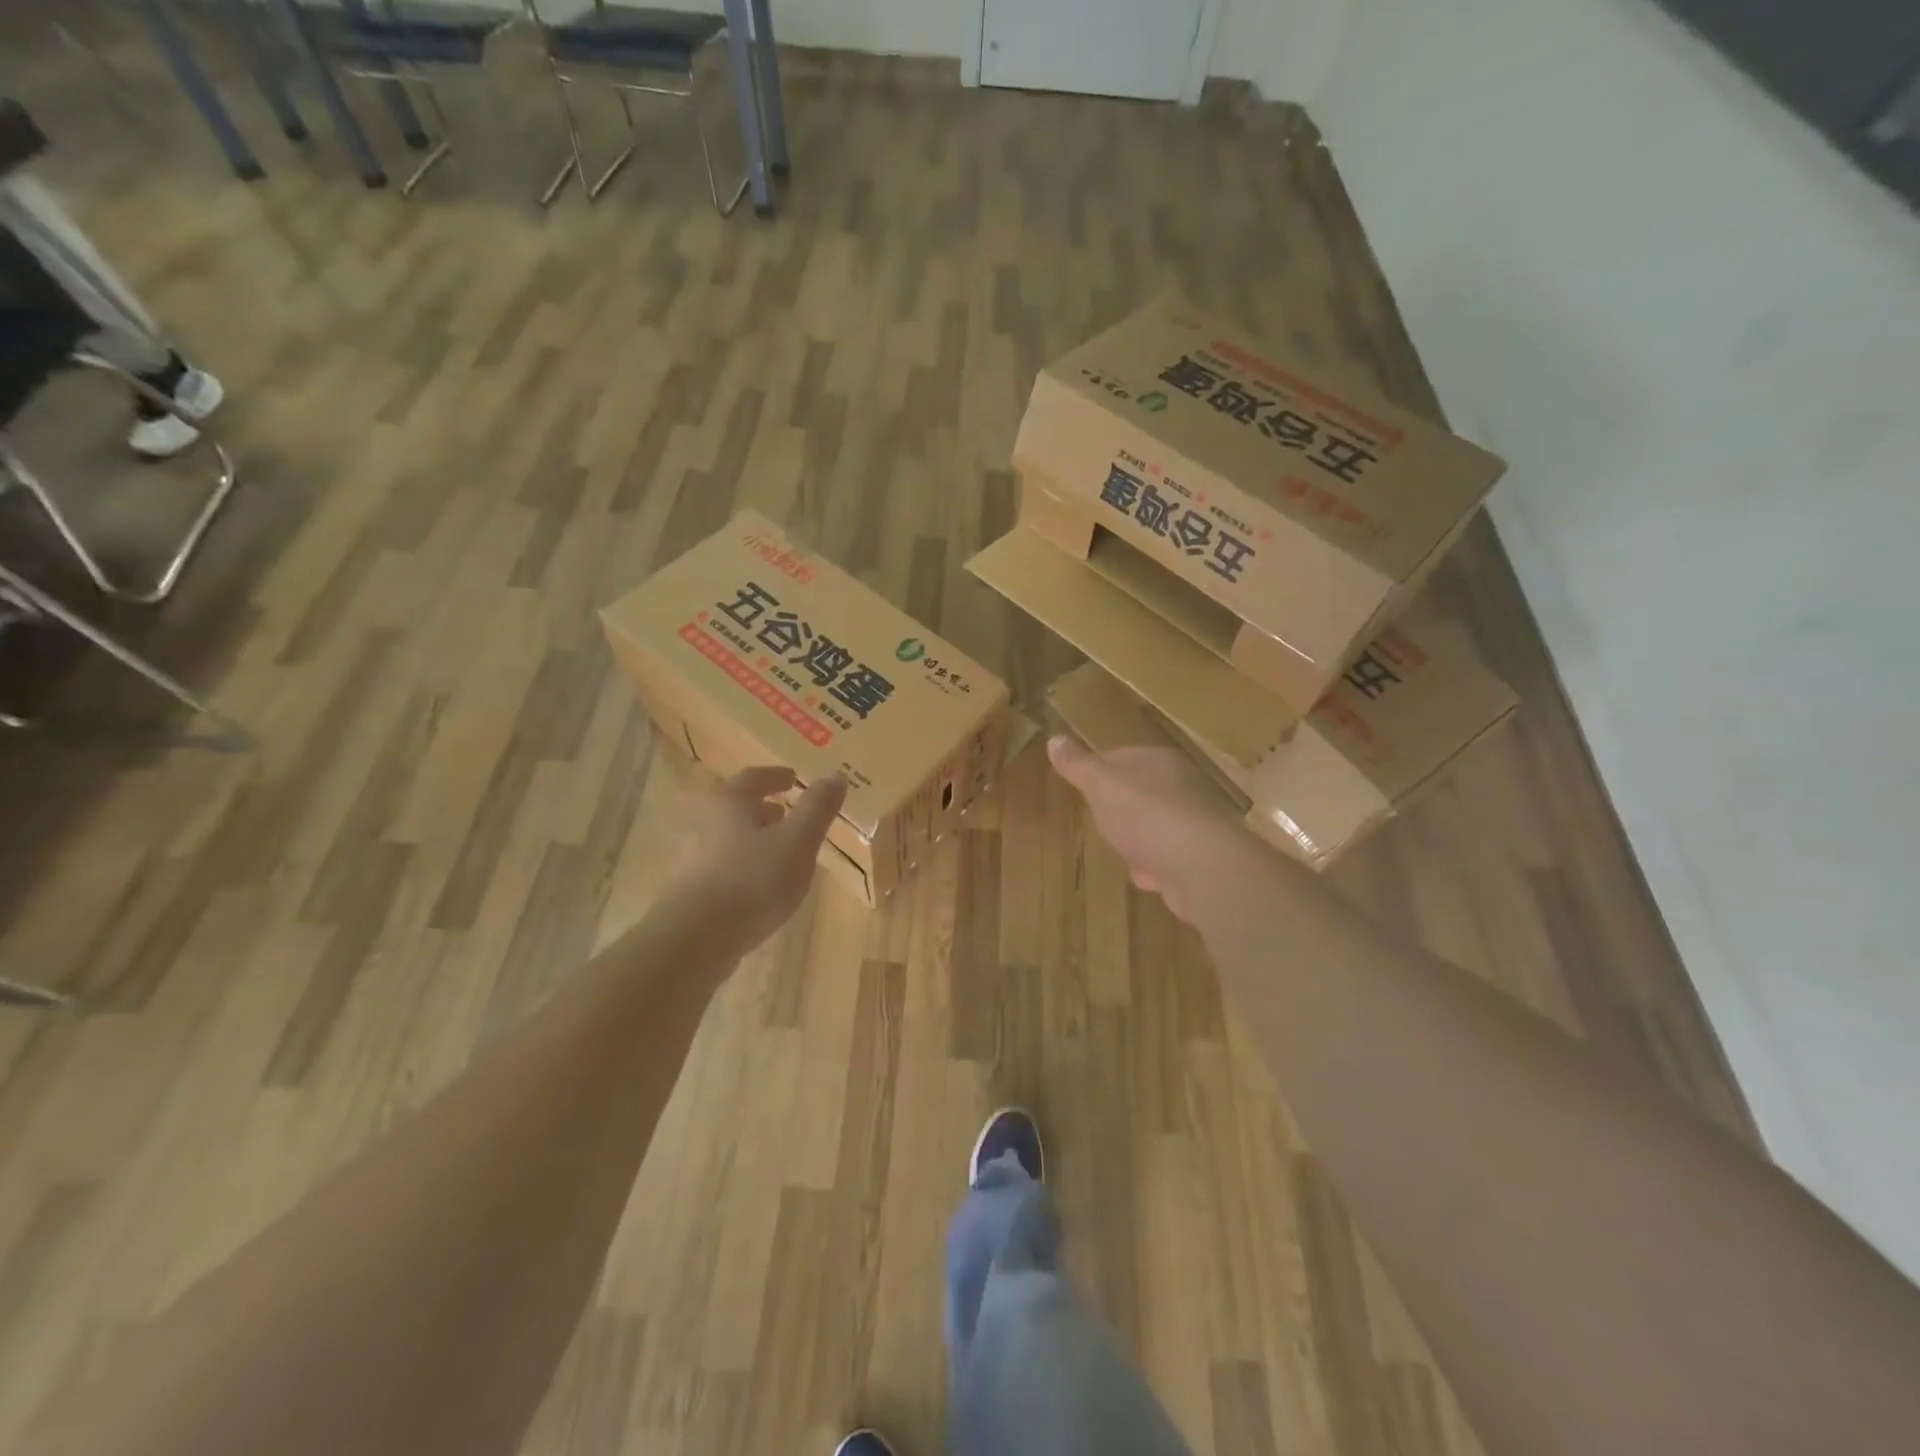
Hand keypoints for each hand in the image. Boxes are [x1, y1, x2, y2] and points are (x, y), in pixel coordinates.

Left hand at [665, 766, 847, 956]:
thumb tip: (836, 775)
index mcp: (731, 802)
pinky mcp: (696, 888)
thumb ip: (817, 808)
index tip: (793, 780)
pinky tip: (765, 883)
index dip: (776, 776)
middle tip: (788, 812)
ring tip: (783, 849)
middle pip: (738, 806)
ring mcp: (698, 857)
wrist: (698, 938)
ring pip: (732, 836)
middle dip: (764, 807)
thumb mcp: (797, 840)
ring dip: (756, 836)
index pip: (754, 777)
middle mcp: (709, 822)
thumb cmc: (753, 879)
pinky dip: (748, 863)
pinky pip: (728, 864)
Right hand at [1048, 736, 1247, 924]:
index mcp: (1161, 761)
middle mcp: (1184, 786)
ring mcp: (1196, 824)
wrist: (1204, 869)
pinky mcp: (1202, 859)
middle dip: (1120, 807)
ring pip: (1157, 826)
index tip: (1081, 785)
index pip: (1123, 756)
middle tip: (1098, 819)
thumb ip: (1079, 766)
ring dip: (1139, 839)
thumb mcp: (1102, 786)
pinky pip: (1169, 858)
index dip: (1099, 770)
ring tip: (1120, 849)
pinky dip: (1156, 866)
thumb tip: (1054, 739)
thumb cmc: (1148, 817)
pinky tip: (1145, 877)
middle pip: (1142, 791)